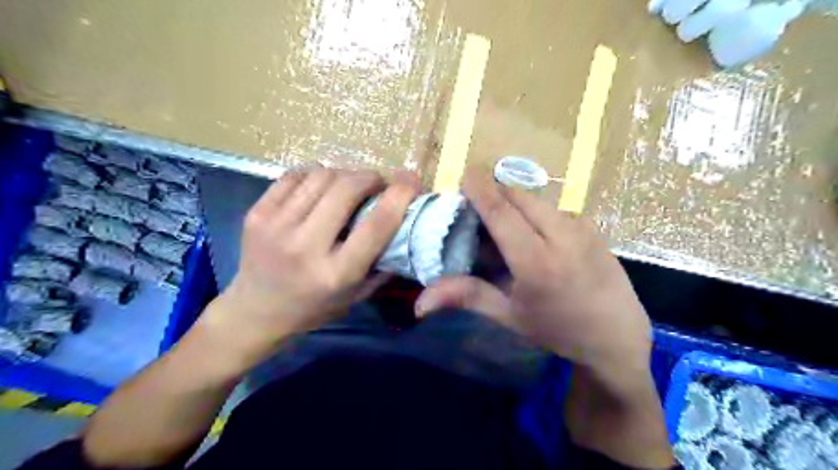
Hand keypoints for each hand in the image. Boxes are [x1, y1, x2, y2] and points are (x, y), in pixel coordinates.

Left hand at [203, 169, 418, 359]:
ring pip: (321, 176)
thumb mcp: (356, 295)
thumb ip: (383, 262)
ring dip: (345, 174)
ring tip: (350, 185)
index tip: (412, 181)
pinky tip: (321, 187)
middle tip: (378, 182)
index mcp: (336, 273)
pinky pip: (294, 176)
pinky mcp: (256, 213)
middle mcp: (305, 247)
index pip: (376, 225)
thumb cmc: (313, 308)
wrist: (255, 312)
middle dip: (371, 177)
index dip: (399, 196)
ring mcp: (276, 226)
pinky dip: (315, 175)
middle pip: (347, 189)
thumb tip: (405, 222)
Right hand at [416, 171, 649, 378]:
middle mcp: (561, 235)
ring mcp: (581, 227)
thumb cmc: (558, 330)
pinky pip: (554, 209)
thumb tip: (421, 302)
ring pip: (536, 200)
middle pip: (518, 196)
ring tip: (505, 228)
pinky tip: (535, 237)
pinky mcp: (592, 226)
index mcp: (536, 261)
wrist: (617, 337)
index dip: (480, 189)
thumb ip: (467, 297)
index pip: (501, 212)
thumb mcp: (510, 317)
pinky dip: (535, 213)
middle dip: (494, 193)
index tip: (464, 174)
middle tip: (478, 210)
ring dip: (515, 204)